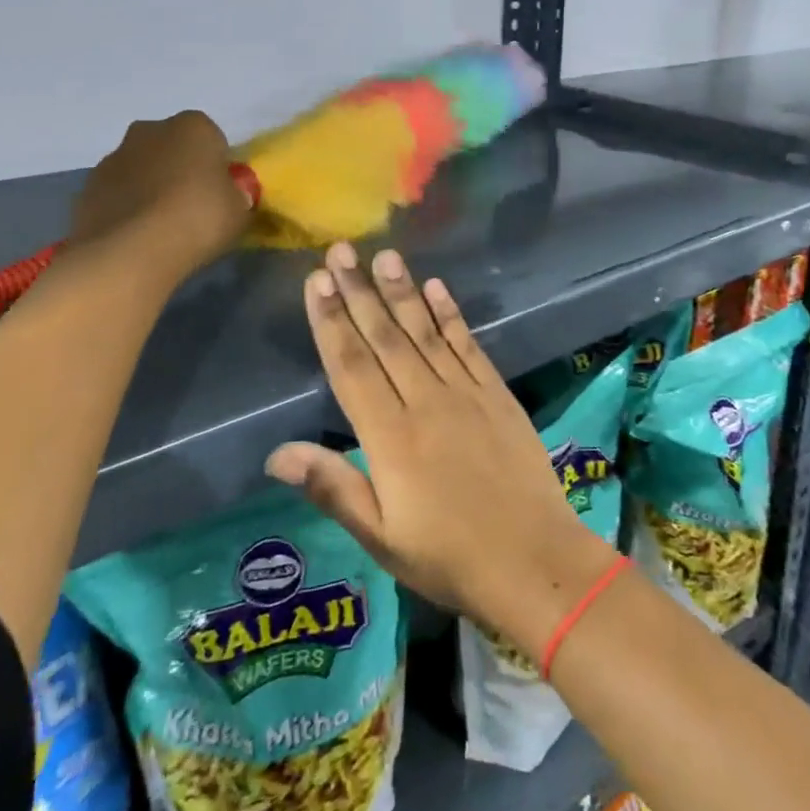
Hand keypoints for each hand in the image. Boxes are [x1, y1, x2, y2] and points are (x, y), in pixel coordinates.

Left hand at [68, 112, 249, 278]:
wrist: (131, 252)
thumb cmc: (199, 219)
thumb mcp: (241, 209)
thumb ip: (237, 194)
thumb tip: (231, 194)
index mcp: (193, 126)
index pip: (212, 138)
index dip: (217, 165)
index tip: (220, 192)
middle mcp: (149, 131)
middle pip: (171, 147)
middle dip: (180, 168)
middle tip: (192, 206)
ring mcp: (113, 158)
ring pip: (141, 168)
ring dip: (150, 187)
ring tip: (162, 227)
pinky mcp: (87, 188)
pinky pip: (117, 193)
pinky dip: (127, 207)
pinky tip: (137, 236)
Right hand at [267, 244, 615, 658]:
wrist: (534, 559)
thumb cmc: (449, 557)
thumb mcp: (381, 537)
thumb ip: (333, 487)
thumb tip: (276, 453)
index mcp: (390, 436)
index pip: (351, 366)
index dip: (331, 321)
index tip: (316, 282)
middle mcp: (425, 402)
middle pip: (385, 338)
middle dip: (359, 292)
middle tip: (341, 251)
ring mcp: (466, 393)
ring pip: (425, 332)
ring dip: (402, 292)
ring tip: (384, 256)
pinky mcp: (497, 394)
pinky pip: (468, 345)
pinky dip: (451, 315)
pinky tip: (436, 288)